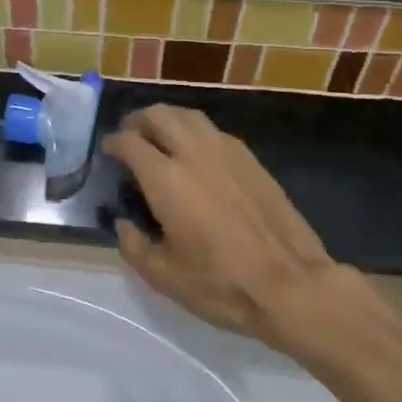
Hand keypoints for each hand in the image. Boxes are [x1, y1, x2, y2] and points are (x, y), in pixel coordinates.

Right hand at [103, 107, 401, 391]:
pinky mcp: (251, 160)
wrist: (293, 285)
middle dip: (138, 120)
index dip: (113, 143)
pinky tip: (196, 153)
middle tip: (130, 134)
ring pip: (189, 116)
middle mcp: (194, 154)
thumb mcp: (165, 277)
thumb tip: (124, 224)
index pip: (130, 142)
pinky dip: (195, 132)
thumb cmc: (222, 284)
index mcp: (166, 178)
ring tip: (160, 136)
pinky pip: (213, 131)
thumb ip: (134, 246)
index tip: (108, 151)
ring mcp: (226, 152)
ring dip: (168, 119)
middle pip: (159, 115)